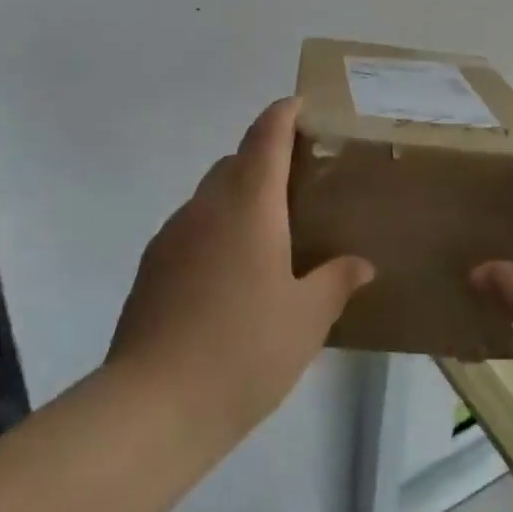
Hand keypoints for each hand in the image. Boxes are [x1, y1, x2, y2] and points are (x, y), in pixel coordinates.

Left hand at [107, 98, 373, 442]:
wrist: (153, 406)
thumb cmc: (244, 350)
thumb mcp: (306, 319)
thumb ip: (336, 282)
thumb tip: (361, 264)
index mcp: (249, 204)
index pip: (266, 136)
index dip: (282, 114)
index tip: (299, 106)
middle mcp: (207, 206)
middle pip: (235, 161)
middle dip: (264, 159)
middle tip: (298, 185)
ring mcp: (172, 235)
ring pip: (210, 196)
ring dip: (238, 198)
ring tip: (268, 236)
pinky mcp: (151, 267)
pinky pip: (191, 229)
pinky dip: (215, 231)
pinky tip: (230, 277)